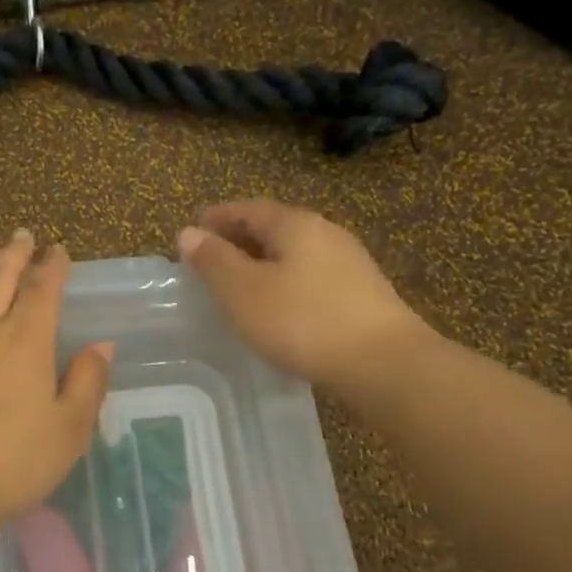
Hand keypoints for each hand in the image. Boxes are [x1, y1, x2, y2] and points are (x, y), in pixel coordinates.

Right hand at [176, 200, 430, 396]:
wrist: (382, 363)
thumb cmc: (302, 321)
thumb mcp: (243, 291)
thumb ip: (214, 261)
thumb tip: (188, 232)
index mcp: (296, 225)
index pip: (248, 209)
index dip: (217, 218)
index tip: (192, 231)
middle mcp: (326, 234)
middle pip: (273, 228)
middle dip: (238, 241)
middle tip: (209, 261)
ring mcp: (348, 264)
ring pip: (293, 254)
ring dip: (261, 264)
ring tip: (237, 287)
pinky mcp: (360, 294)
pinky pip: (309, 277)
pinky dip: (283, 283)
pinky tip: (275, 308)